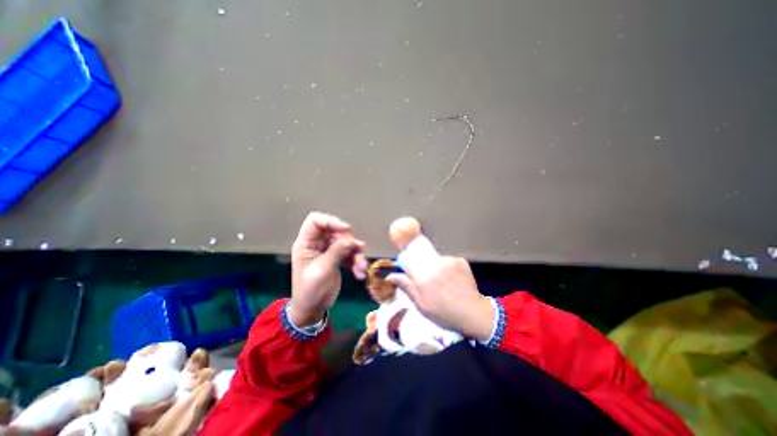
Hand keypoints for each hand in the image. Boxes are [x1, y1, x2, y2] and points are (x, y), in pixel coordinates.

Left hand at [289, 211, 366, 326]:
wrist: (312, 311)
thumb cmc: (310, 290)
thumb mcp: (322, 270)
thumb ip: (337, 252)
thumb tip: (352, 240)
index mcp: (306, 243)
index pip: (316, 221)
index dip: (331, 221)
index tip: (346, 230)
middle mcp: (317, 244)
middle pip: (335, 231)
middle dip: (348, 241)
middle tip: (358, 252)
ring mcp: (328, 251)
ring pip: (345, 243)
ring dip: (356, 254)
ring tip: (362, 267)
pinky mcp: (337, 259)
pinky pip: (349, 254)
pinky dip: (356, 262)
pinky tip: (360, 273)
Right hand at [387, 257, 489, 342]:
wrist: (473, 313)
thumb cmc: (443, 313)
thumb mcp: (421, 305)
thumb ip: (406, 287)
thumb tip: (389, 276)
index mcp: (422, 277)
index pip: (406, 260)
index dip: (405, 262)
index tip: (408, 269)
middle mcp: (434, 264)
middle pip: (420, 256)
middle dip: (420, 265)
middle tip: (427, 279)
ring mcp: (448, 261)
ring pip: (434, 258)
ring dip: (434, 267)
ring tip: (442, 281)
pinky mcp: (459, 260)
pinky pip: (447, 260)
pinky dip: (446, 267)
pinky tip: (452, 279)